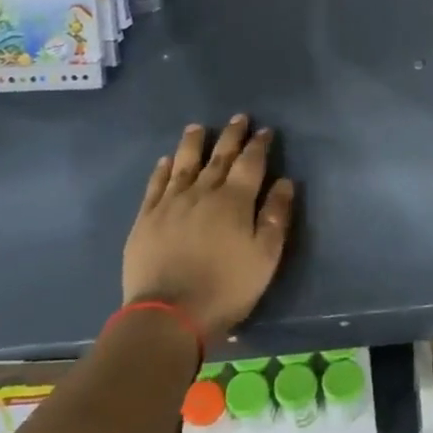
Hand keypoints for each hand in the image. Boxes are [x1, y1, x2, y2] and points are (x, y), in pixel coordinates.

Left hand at [121, 116, 294, 341]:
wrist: (169, 314)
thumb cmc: (226, 287)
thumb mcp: (265, 256)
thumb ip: (276, 216)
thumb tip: (285, 182)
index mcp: (234, 201)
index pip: (250, 163)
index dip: (259, 145)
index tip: (265, 131)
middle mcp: (202, 192)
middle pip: (219, 157)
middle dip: (231, 136)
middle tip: (238, 118)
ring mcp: (171, 203)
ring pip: (184, 164)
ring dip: (193, 143)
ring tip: (198, 127)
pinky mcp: (147, 219)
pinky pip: (156, 185)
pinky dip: (163, 169)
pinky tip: (166, 160)